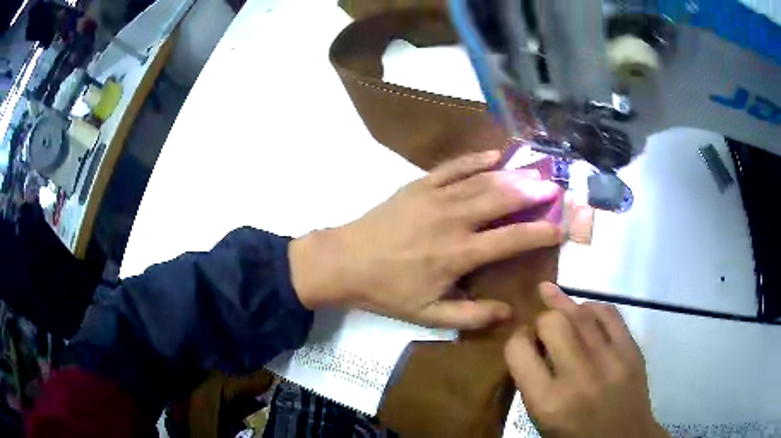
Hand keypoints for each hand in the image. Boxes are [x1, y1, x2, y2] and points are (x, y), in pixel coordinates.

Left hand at [290, 150, 562, 328]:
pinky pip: (452, 167)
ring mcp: (435, 197)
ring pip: (481, 181)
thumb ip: (471, 315)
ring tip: (535, 172)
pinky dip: (475, 159)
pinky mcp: (418, 185)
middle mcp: (453, 220)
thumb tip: (509, 312)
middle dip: (532, 193)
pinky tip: (495, 155)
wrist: (344, 262)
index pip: (510, 240)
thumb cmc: (386, 291)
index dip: (539, 233)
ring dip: (512, 175)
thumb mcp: (428, 315)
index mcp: (457, 254)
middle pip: (501, 200)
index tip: (560, 228)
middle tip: (554, 188)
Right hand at [505, 283, 667, 437]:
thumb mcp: (542, 419)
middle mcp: (579, 377)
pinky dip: (593, 307)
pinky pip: (610, 313)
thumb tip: (530, 342)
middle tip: (542, 329)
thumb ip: (532, 381)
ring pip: (581, 312)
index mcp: (548, 402)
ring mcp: (611, 360)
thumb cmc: (575, 436)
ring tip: (551, 294)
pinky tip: (585, 310)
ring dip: (563, 304)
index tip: (521, 342)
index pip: (518, 350)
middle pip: (552, 322)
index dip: (516, 339)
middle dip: (541, 320)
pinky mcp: (632, 350)